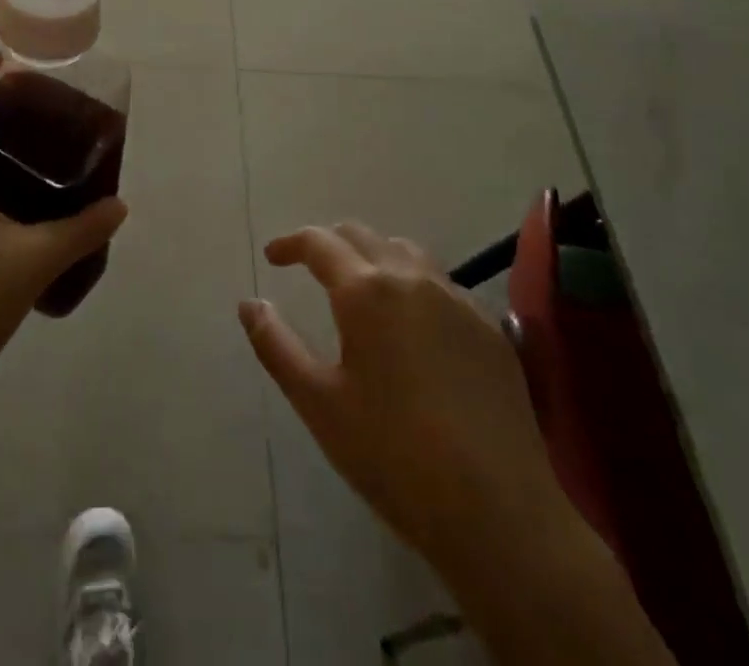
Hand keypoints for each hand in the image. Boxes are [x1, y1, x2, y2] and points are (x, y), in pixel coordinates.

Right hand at [239, 222, 560, 567]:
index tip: (273, 257)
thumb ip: (277, 345)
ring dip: (373, 256)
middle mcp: (412, 278)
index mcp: (366, 290)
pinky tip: (412, 323)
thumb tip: (249, 304)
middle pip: (362, 236)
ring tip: (360, 287)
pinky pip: (441, 283)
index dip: (291, 243)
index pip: (320, 242)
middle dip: (329, 243)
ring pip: (405, 252)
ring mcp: (457, 299)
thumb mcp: (318, 403)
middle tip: (309, 268)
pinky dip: (412, 282)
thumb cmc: (393, 455)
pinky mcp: (490, 328)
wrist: (499, 511)